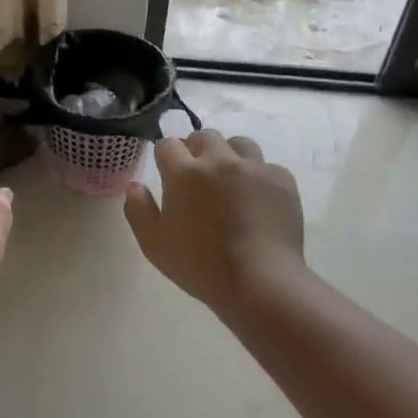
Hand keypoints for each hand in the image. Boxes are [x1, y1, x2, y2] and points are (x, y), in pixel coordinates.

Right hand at [124, 129, 306, 317]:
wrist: (260, 281)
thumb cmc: (199, 264)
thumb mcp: (153, 244)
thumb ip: (138, 210)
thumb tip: (135, 186)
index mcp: (185, 173)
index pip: (168, 145)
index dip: (165, 157)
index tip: (166, 172)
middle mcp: (220, 161)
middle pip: (204, 136)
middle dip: (196, 149)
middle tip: (195, 175)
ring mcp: (255, 168)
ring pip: (238, 144)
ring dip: (228, 155)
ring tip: (228, 179)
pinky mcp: (282, 181)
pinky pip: (266, 166)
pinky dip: (257, 175)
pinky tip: (255, 197)